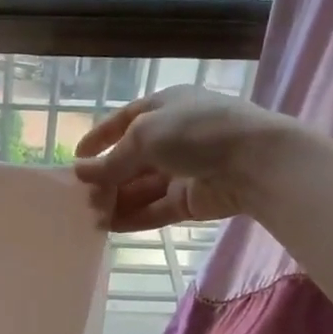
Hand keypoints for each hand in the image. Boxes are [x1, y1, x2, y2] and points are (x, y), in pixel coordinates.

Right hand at [74, 86, 292, 230]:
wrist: (255, 162)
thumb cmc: (196, 132)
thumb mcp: (144, 136)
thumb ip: (111, 160)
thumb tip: (80, 172)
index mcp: (166, 106)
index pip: (125, 120)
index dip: (100, 137)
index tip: (77, 158)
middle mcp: (174, 136)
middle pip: (131, 159)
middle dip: (106, 177)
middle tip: (82, 196)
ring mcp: (184, 169)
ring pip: (142, 187)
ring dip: (117, 200)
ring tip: (91, 216)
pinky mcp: (192, 200)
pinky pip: (156, 209)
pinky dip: (134, 217)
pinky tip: (110, 227)